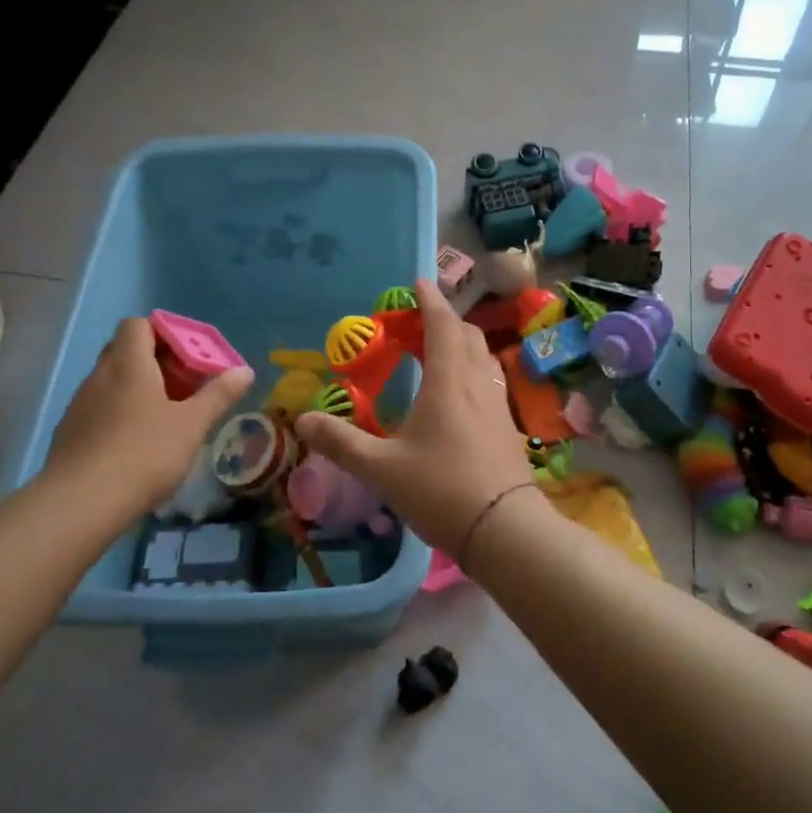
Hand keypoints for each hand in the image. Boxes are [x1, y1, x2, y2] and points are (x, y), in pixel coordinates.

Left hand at [44, 316, 252, 511]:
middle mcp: (100, 375)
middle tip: (184, 384)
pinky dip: (120, 413)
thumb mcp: (192, 424)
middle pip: (125, 350)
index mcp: (129, 364)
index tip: (189, 354)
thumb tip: (245, 370)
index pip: (138, 324)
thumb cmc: (145, 453)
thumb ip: (219, 395)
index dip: (164, 332)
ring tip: (165, 416)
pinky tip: (137, 443)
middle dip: (155, 361)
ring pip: (112, 381)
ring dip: (138, 388)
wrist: (81, 503)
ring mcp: (80, 404)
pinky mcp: (70, 432)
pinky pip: (100, 408)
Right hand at [295, 279, 535, 561]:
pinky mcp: (509, 427)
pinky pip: (490, 383)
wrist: (505, 530)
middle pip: (468, 336)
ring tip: (437, 354)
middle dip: (445, 321)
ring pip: (483, 359)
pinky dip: (472, 372)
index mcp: (449, 381)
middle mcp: (478, 383)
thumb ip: (341, 443)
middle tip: (419, 324)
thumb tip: (303, 420)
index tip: (418, 282)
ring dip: (462, 345)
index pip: (442, 325)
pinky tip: (459, 397)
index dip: (430, 300)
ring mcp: (499, 405)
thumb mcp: (381, 469)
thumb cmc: (441, 489)